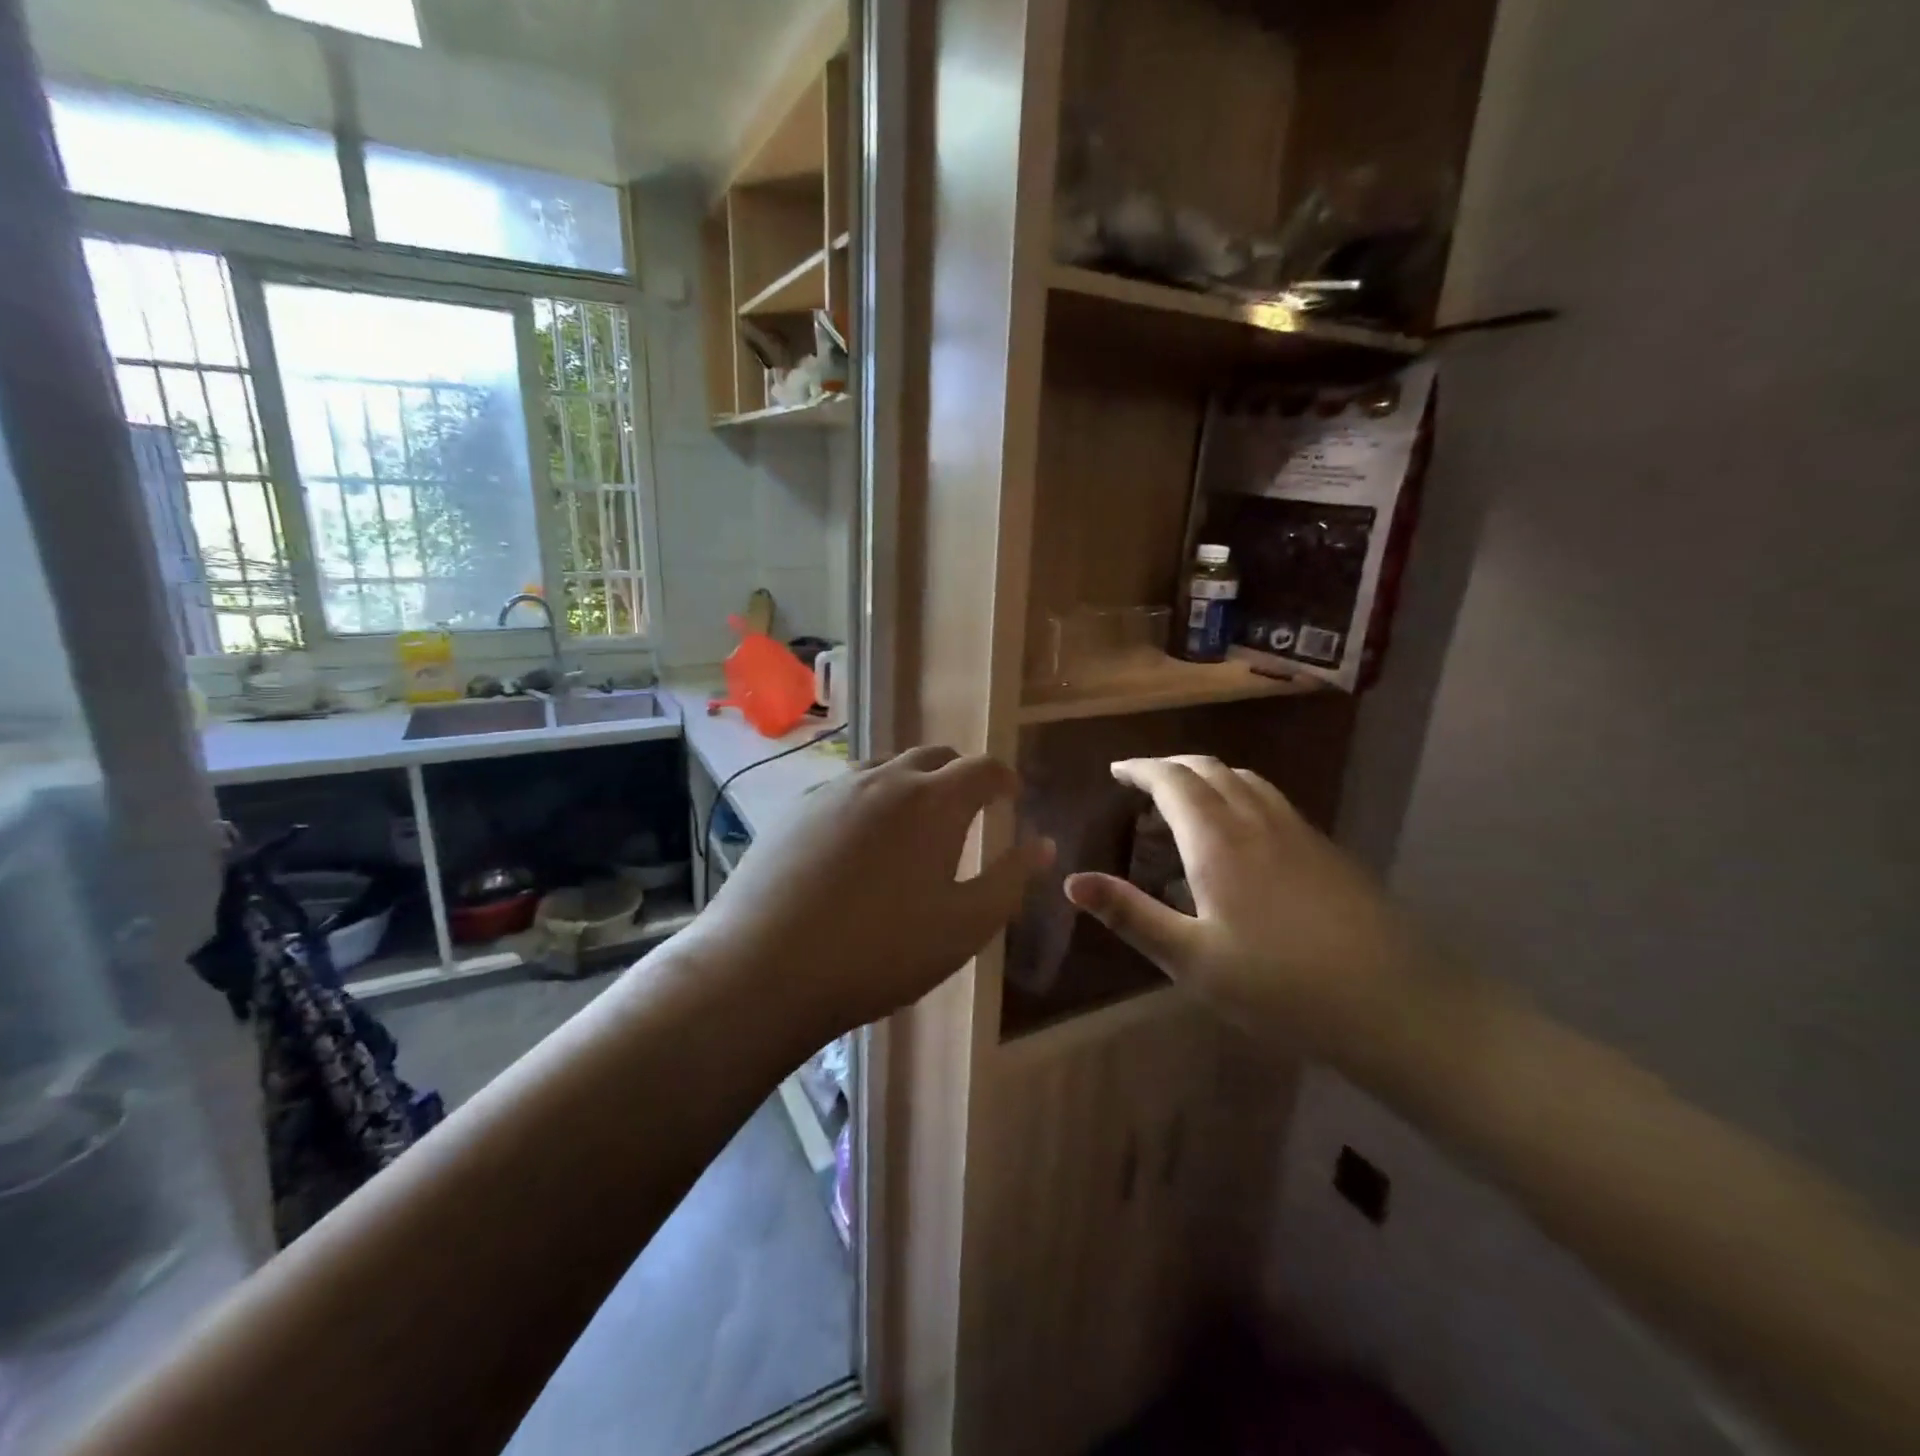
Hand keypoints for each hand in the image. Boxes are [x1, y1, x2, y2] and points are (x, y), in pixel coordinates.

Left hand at [678, 746, 1053, 1038]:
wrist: (764, 969)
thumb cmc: (881, 952)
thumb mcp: (964, 926)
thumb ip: (1010, 879)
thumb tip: (1044, 844)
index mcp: (934, 801)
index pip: (983, 768)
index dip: (1005, 779)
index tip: (1012, 797)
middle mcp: (884, 779)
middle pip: (934, 757)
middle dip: (959, 776)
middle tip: (969, 809)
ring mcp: (833, 789)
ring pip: (886, 769)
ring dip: (911, 785)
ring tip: (914, 824)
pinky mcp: (795, 809)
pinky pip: (846, 789)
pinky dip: (869, 800)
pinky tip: (858, 842)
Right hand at [1063, 756, 1422, 1057]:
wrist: (1396, 1003)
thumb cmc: (1280, 985)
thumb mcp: (1192, 959)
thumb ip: (1131, 915)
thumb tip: (1071, 882)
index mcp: (1217, 840)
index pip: (1172, 781)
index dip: (1140, 769)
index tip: (1116, 771)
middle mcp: (1257, 820)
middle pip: (1209, 769)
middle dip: (1170, 766)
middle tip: (1142, 780)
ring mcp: (1298, 831)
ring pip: (1244, 779)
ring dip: (1207, 775)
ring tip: (1187, 797)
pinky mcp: (1326, 849)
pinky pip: (1270, 799)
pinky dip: (1239, 794)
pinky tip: (1242, 831)